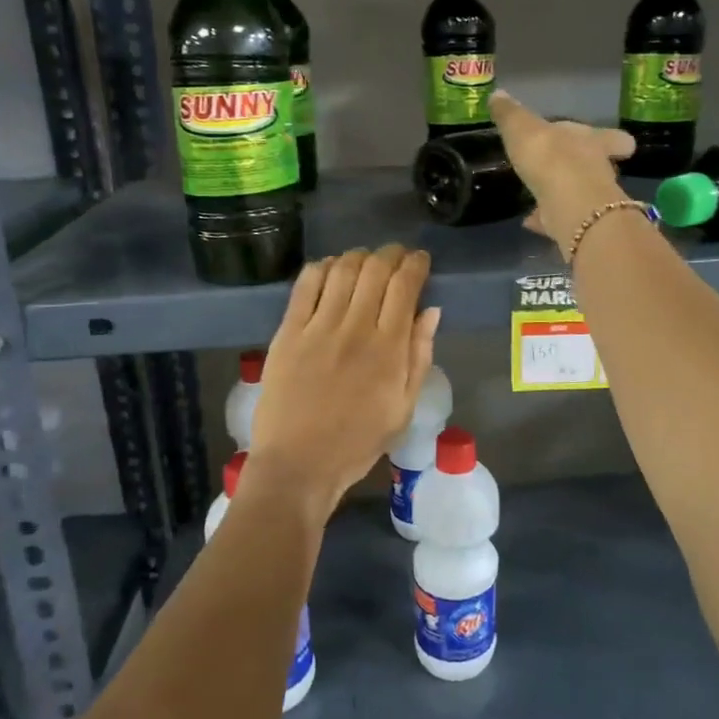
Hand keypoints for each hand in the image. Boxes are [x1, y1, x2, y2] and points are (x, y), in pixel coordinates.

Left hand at [247, 245, 440, 518]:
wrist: (299, 464)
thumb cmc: (358, 442)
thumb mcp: (403, 407)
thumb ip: (419, 356)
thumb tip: (431, 311)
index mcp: (388, 348)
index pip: (405, 286)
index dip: (416, 264)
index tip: (420, 260)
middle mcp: (355, 328)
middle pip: (375, 270)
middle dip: (391, 254)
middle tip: (396, 256)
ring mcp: (318, 328)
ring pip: (342, 270)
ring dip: (358, 257)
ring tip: (365, 261)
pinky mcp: (287, 332)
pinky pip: (305, 285)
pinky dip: (321, 268)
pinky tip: (330, 270)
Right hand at [489, 89, 633, 254]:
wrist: (568, 205)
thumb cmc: (551, 157)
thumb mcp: (523, 129)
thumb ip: (511, 115)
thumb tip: (498, 95)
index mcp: (592, 141)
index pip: (609, 137)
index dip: (612, 140)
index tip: (622, 145)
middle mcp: (598, 170)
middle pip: (598, 167)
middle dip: (584, 169)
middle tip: (568, 171)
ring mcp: (592, 201)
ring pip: (581, 196)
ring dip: (565, 195)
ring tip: (544, 196)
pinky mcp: (580, 227)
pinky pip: (562, 220)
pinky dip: (548, 220)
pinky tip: (530, 222)